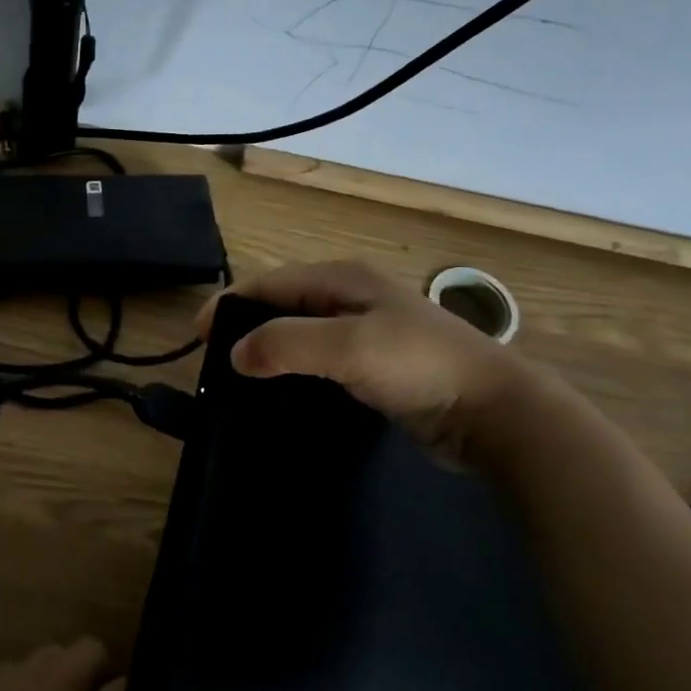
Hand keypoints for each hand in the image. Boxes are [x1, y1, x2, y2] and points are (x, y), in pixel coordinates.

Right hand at [197, 259, 535, 459]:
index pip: (269, 282)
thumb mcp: (346, 347)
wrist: (494, 412)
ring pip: (299, 332)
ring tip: (239, 377)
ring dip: (267, 348)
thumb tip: (234, 353)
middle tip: (214, 359)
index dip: (229, 303)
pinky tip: (281, 391)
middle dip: (245, 324)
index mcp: (342, 279)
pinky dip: (293, 369)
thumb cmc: (419, 366)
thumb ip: (285, 343)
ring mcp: (365, 331)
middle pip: (281, 303)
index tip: (197, 337)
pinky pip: (319, 360)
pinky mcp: (374, 365)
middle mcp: (350, 297)